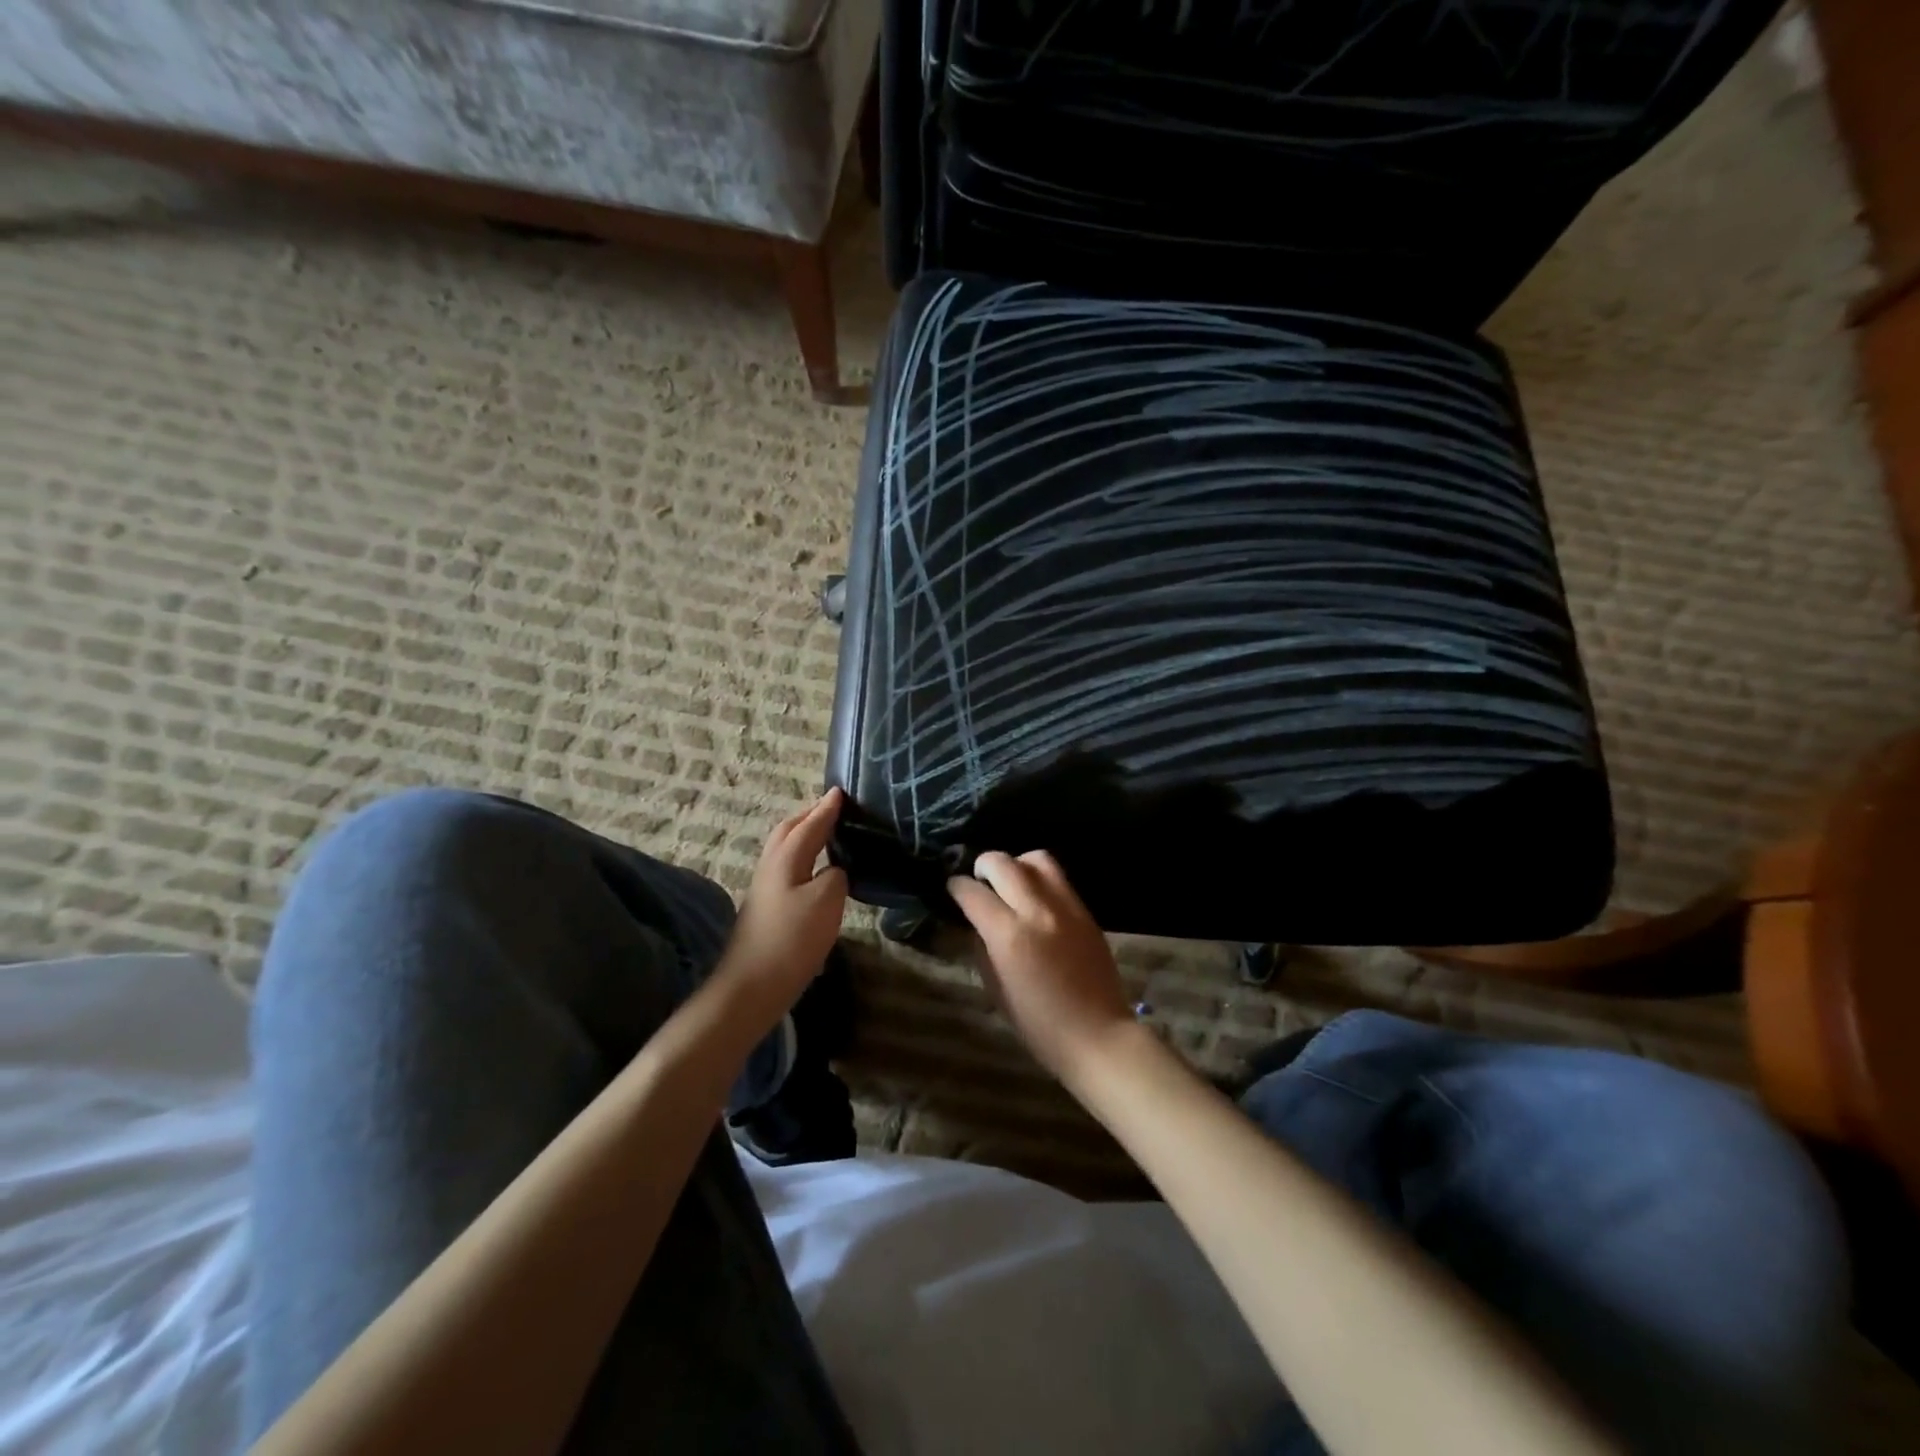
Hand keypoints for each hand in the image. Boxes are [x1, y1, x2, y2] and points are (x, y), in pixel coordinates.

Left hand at [720, 789, 848, 1021]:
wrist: (751, 987)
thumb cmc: (791, 940)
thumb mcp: (826, 902)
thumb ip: (836, 876)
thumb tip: (834, 870)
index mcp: (785, 858)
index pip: (809, 824)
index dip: (826, 808)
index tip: (841, 791)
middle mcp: (771, 866)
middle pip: (789, 831)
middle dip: (810, 816)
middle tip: (833, 809)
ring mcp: (765, 888)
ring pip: (785, 849)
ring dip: (804, 835)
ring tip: (827, 834)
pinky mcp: (766, 908)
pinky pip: (787, 867)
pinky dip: (803, 857)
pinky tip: (816, 871)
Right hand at [947, 851, 1137, 1087]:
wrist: (1098, 1036)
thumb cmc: (1039, 1025)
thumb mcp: (996, 991)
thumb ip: (982, 949)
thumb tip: (977, 923)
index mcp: (1009, 936)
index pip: (973, 893)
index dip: (956, 887)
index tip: (952, 888)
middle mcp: (1037, 911)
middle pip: (1003, 863)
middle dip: (983, 865)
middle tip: (978, 879)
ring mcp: (1066, 907)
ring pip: (1037, 859)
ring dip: (1016, 864)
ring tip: (1010, 881)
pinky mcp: (1086, 911)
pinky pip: (1059, 879)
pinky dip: (1040, 879)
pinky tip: (1035, 899)